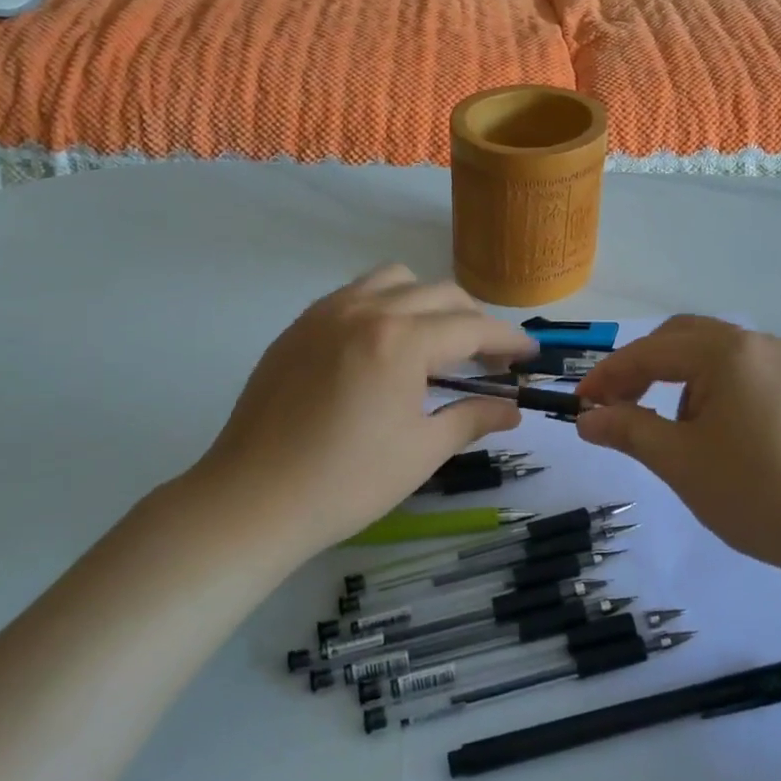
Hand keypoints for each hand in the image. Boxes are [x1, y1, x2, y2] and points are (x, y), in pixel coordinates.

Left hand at [180, 265, 537, 556]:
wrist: (252, 500)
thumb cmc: (346, 482)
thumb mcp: (421, 452)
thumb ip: (472, 418)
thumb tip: (512, 410)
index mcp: (401, 340)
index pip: (471, 327)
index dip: (507, 340)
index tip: (529, 355)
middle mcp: (366, 310)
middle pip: (439, 294)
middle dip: (474, 320)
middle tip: (488, 358)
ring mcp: (326, 312)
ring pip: (394, 280)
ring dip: (427, 302)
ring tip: (434, 342)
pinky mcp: (299, 326)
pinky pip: (355, 294)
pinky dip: (384, 305)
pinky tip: (383, 347)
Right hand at [574, 317, 780, 573]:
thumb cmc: (758, 492)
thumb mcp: (681, 463)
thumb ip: (629, 431)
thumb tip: (587, 419)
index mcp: (725, 353)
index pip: (650, 352)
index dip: (609, 376)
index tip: (581, 403)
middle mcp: (759, 345)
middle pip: (684, 338)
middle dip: (645, 367)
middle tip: (620, 404)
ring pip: (719, 356)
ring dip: (682, 380)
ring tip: (673, 427)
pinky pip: (750, 375)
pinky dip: (719, 391)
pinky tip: (723, 434)